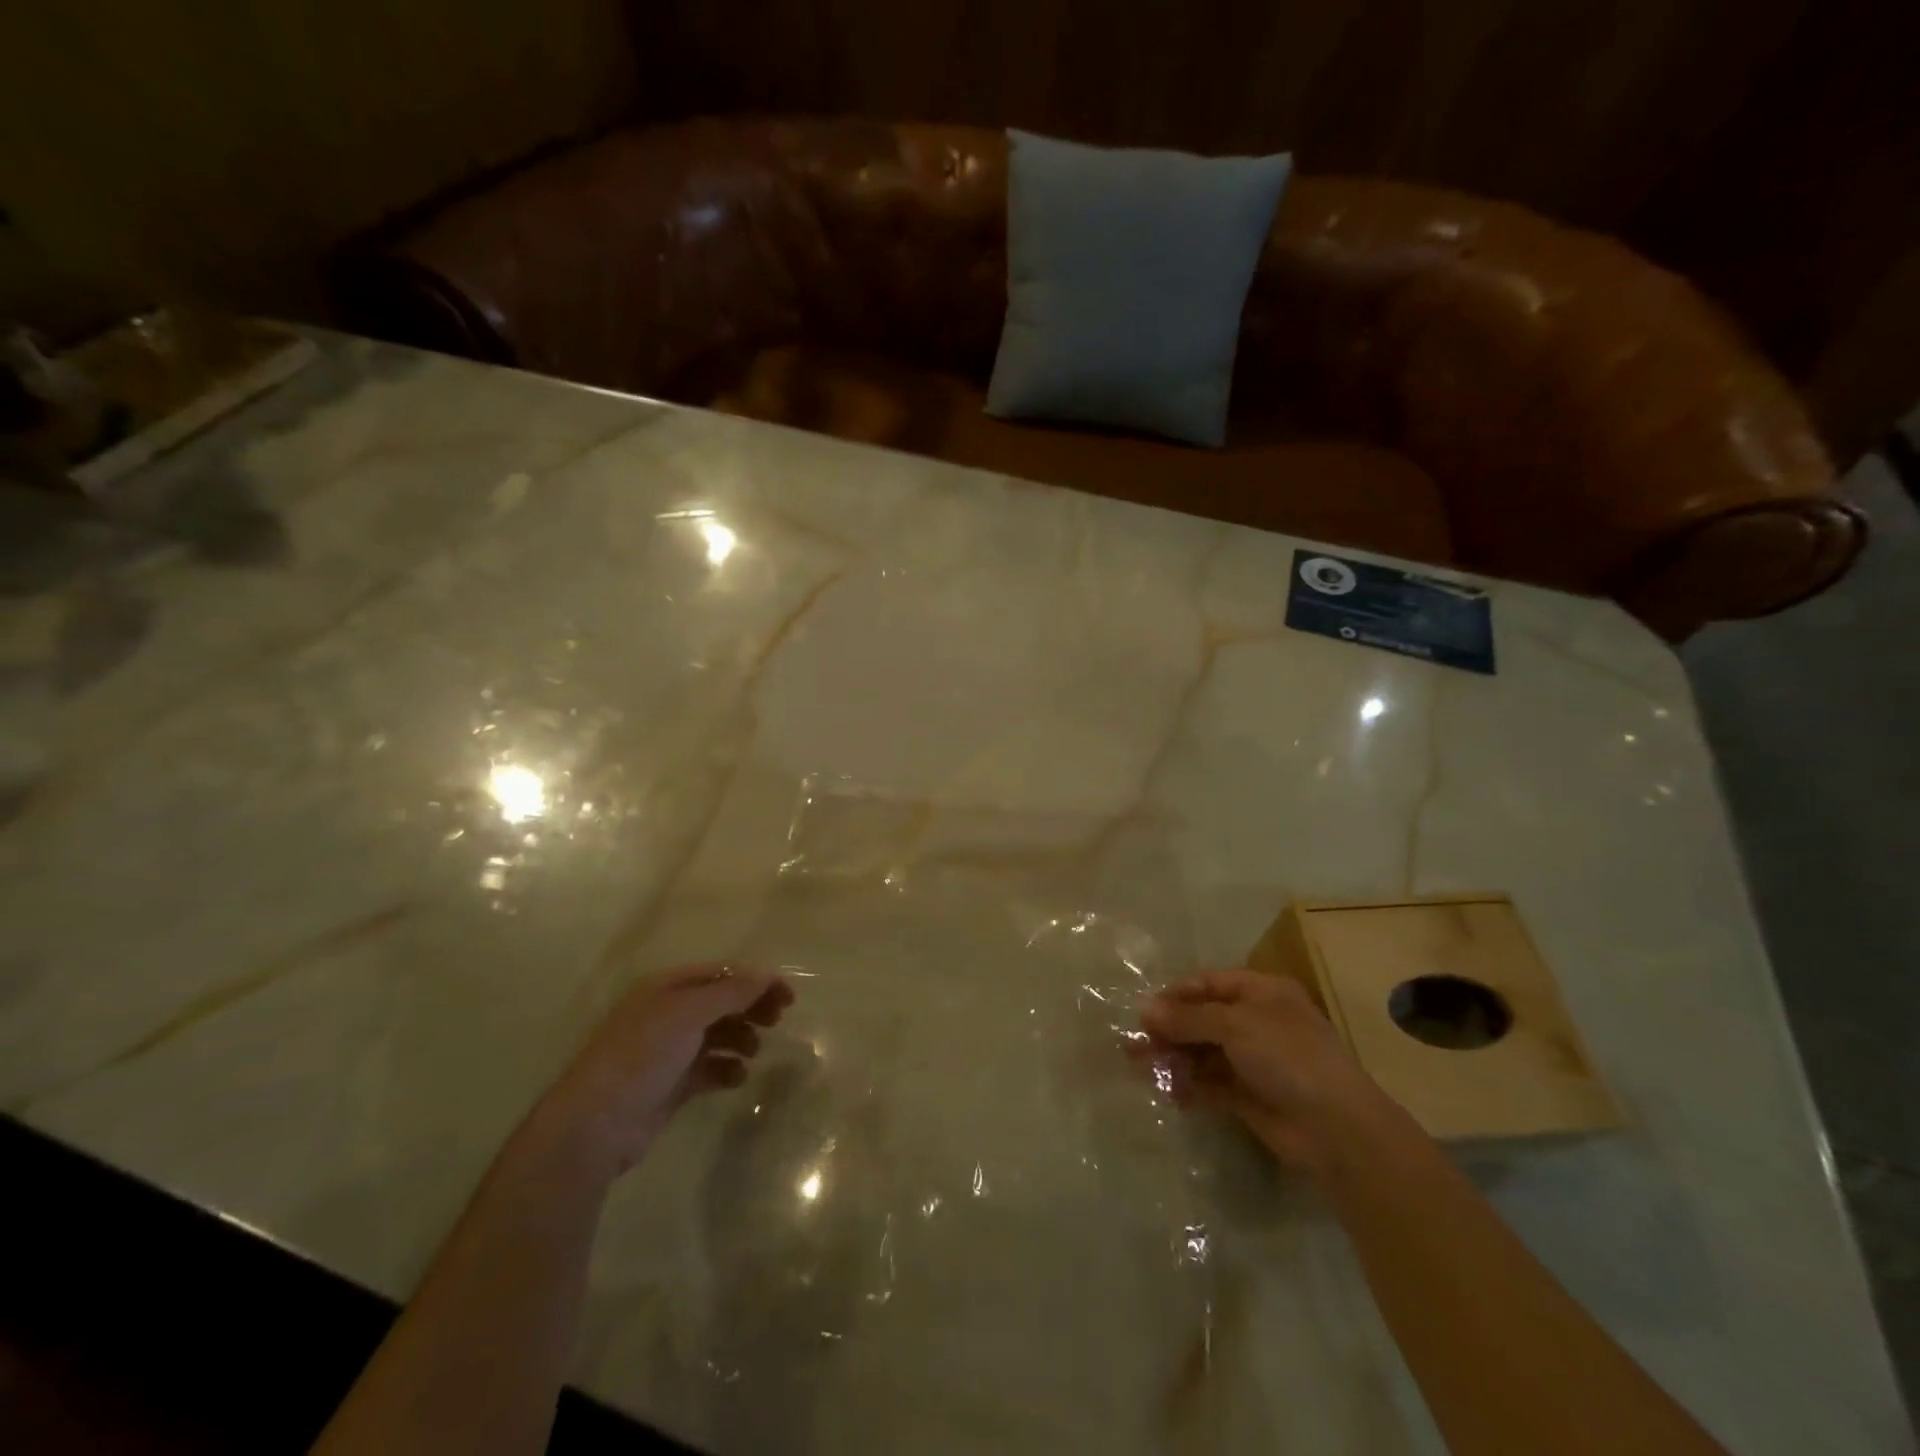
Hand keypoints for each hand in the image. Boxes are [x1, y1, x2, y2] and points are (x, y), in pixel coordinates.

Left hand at [534, 963, 792, 1178]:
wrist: (595, 1124)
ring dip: (741, 1038)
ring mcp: (669, 1050)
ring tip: (753, 1052)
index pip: (722, 973)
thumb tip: (767, 974)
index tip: (788, 997)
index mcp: (667, 987)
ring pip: (718, 1034)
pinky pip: (710, 1068)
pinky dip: (727, 1069)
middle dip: (751, 1008)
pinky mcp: (672, 1084)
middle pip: (722, 1002)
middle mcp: (668, 1013)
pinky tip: (736, 1077)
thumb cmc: (643, 1055)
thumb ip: (732, 992)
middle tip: (778, 1020)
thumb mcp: (689, 1014)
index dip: (756, 980)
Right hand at [1140, 969, 1391, 1173]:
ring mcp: (1253, 1061)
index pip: (1209, 983)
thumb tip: (1144, 1010)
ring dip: (1173, 1057)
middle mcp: (1256, 1022)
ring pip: (1202, 1052)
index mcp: (1261, 993)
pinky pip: (1210, 1084)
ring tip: (1140, 1067)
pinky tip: (1169, 1092)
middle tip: (1132, 1043)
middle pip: (1202, 1019)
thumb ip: (1187, 1018)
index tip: (1143, 1010)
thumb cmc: (1288, 1056)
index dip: (1176, 994)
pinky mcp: (1248, 1096)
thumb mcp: (1235, 1025)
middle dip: (1168, 1029)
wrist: (1336, 1128)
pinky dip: (1189, 1085)